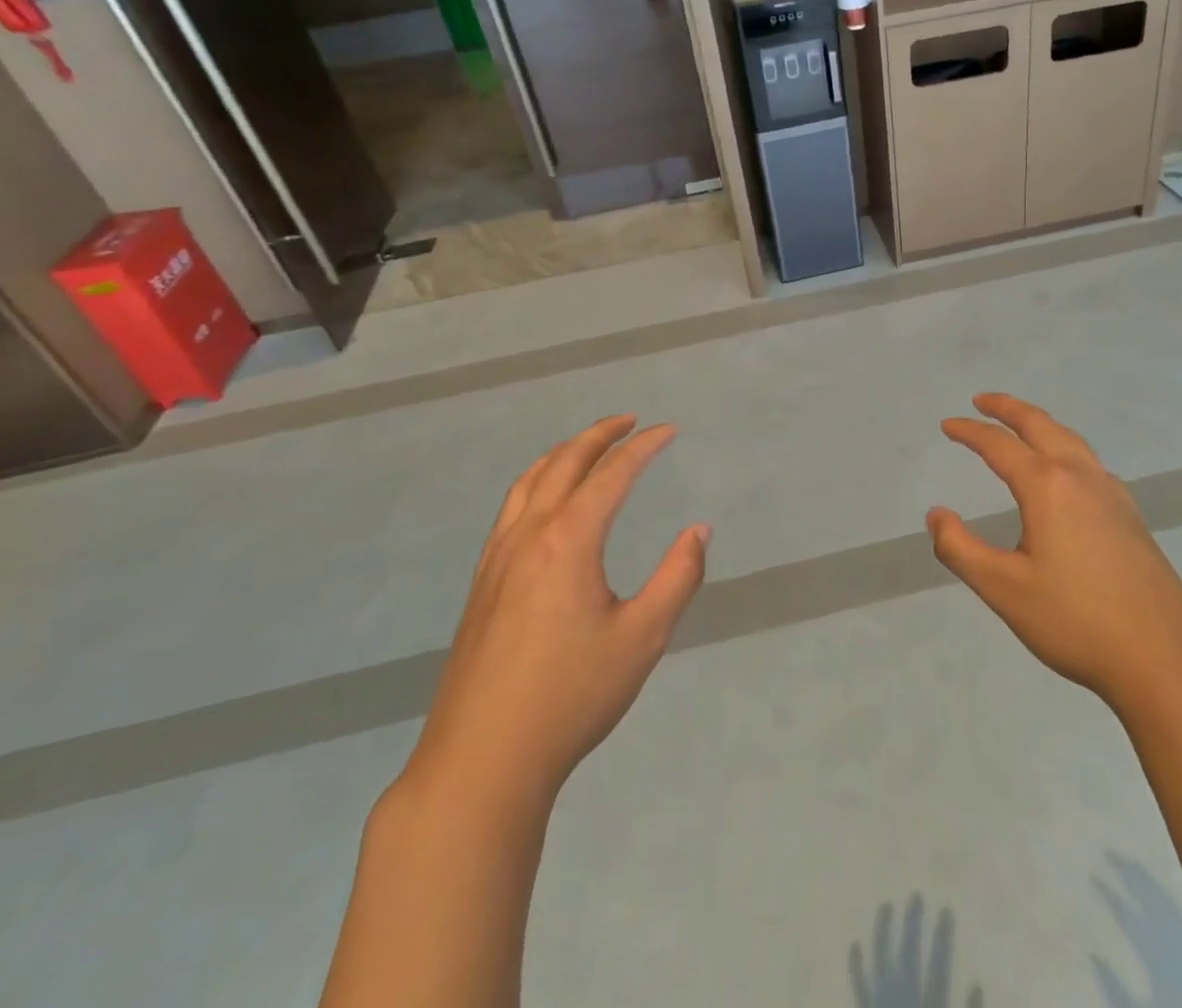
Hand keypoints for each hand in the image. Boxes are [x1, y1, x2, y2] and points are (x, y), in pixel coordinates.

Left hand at [403, 416, 709, 818]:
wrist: (482, 760)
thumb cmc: (571, 697)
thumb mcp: (642, 638)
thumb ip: (678, 577)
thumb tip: (699, 529)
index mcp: (569, 540)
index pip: (612, 474)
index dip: (644, 446)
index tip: (669, 431)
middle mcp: (529, 534)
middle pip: (565, 463)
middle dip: (600, 434)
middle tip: (631, 421)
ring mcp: (498, 556)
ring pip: (530, 480)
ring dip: (564, 452)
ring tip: (590, 445)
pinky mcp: (482, 581)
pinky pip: (512, 506)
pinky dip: (537, 480)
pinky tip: (546, 500)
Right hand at [927, 394, 1181, 713]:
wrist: (1166, 659)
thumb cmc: (1076, 621)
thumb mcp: (1003, 589)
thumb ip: (960, 549)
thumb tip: (936, 515)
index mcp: (1048, 486)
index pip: (1000, 445)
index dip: (970, 432)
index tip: (947, 425)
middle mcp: (1081, 477)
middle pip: (1041, 425)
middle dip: (1008, 408)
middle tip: (982, 400)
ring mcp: (1112, 494)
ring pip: (1070, 440)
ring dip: (1040, 424)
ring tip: (1020, 426)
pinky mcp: (1130, 516)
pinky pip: (1089, 462)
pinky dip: (1064, 447)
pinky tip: (1064, 473)